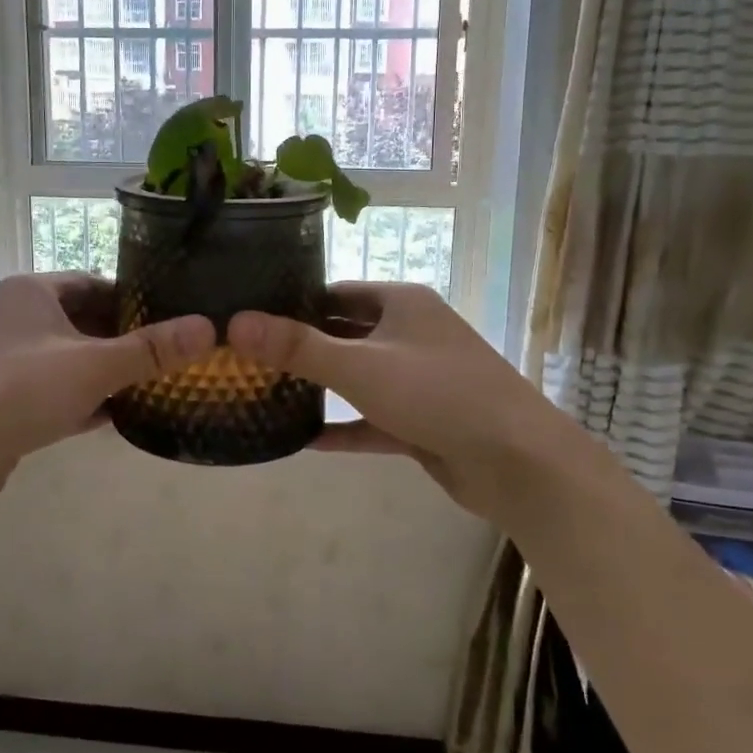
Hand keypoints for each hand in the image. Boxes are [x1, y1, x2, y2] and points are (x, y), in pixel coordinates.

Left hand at [0, 274, 214, 514]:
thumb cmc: (11, 391)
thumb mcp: (90, 366)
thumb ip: (150, 350)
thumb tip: (209, 328)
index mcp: (33, 293)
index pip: (97, 284)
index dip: (138, 299)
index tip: (180, 316)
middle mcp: (20, 322)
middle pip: (88, 324)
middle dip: (131, 340)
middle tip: (181, 354)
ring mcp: (11, 367)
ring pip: (75, 363)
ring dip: (113, 375)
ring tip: (166, 383)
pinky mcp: (8, 408)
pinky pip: (61, 398)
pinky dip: (91, 404)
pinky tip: (127, 416)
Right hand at [229, 284, 624, 520]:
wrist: (517, 461)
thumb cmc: (437, 393)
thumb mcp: (360, 366)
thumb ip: (298, 347)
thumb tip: (235, 323)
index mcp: (401, 303)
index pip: (335, 291)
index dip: (293, 301)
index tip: (248, 316)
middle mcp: (410, 333)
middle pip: (344, 333)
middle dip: (301, 346)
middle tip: (246, 358)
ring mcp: (418, 379)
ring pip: (358, 377)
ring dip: (320, 387)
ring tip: (265, 393)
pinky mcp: (421, 420)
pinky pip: (371, 419)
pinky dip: (343, 427)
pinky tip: (303, 441)